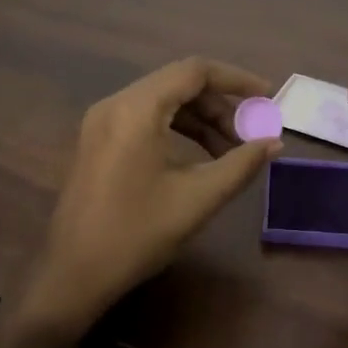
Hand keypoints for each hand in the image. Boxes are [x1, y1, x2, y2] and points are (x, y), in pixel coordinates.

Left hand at [18, 57, 282, 332]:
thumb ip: (240, 164)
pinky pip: (146, 117)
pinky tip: (200, 157)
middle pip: (179, 83)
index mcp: (136, 109)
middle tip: (250, 135)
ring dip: (200, 119)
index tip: (267, 96)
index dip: (236, 80)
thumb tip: (274, 143)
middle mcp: (115, 103)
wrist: (73, 276)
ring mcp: (102, 121)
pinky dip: (177, 128)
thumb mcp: (198, 199)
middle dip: (220, 105)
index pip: (194, 71)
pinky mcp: (98, 140)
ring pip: (163, 101)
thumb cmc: (137, 234)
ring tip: (231, 150)